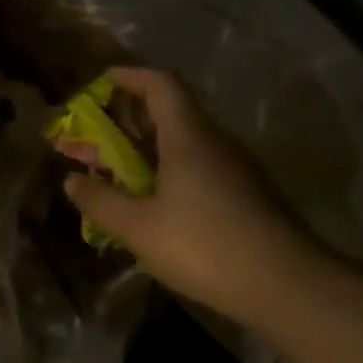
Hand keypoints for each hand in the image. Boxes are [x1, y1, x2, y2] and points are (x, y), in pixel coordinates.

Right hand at [63, 67, 335, 324]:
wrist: (289, 286)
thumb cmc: (206, 246)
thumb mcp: (139, 229)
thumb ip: (101, 202)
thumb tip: (72, 180)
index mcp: (188, 137)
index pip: (160, 84)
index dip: (129, 76)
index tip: (101, 82)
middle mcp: (215, 142)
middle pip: (172, 110)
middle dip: (131, 116)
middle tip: (98, 133)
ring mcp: (237, 169)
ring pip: (187, 141)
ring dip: (150, 146)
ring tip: (119, 170)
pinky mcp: (247, 195)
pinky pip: (201, 166)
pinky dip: (171, 170)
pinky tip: (157, 203)